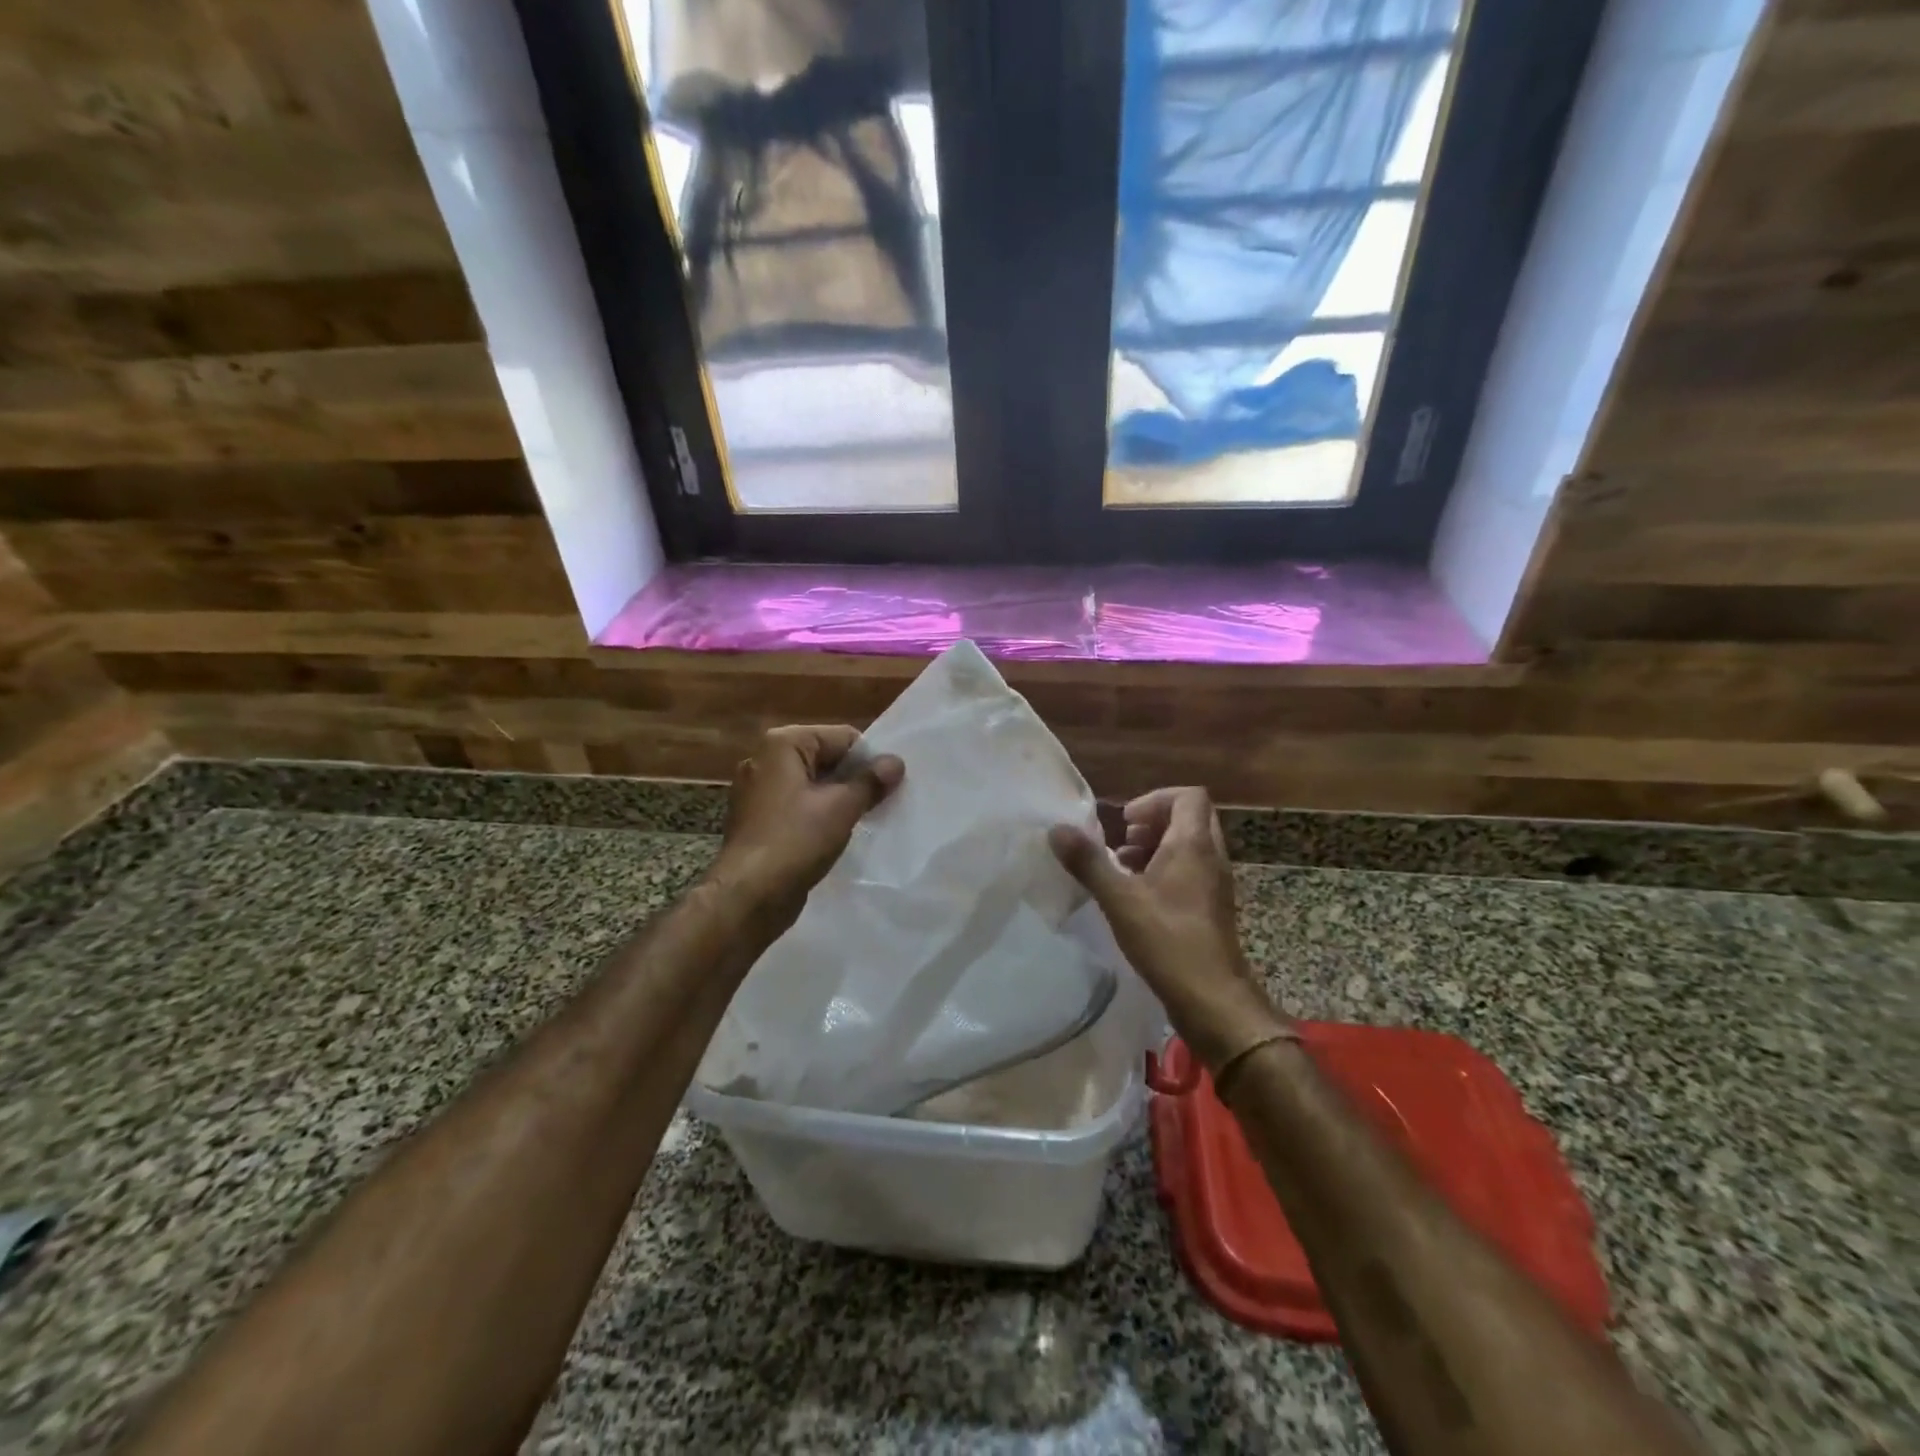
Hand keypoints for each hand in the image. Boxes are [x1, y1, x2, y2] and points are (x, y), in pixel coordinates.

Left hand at [709, 725, 903, 931]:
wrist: (748, 896)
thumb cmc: (795, 841)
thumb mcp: (841, 807)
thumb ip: (871, 781)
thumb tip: (896, 762)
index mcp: (782, 744)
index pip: (841, 737)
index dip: (869, 759)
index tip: (890, 785)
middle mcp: (764, 760)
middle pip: (825, 759)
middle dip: (854, 779)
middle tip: (883, 802)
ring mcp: (757, 791)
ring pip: (812, 786)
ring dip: (838, 800)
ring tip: (865, 820)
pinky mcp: (757, 820)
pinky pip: (798, 807)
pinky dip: (818, 816)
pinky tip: (836, 836)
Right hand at [1049, 787, 1289, 1071]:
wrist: (1214, 1000)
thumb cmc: (1168, 941)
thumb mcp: (1119, 899)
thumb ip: (1088, 862)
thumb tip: (1056, 829)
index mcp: (1193, 845)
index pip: (1188, 796)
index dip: (1154, 800)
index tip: (1124, 822)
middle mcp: (1211, 857)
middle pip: (1190, 818)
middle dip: (1153, 822)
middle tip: (1123, 841)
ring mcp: (1215, 884)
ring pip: (1190, 846)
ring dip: (1158, 847)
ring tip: (1124, 867)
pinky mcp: (1212, 908)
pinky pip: (1191, 871)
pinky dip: (1166, 870)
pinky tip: (1138, 897)